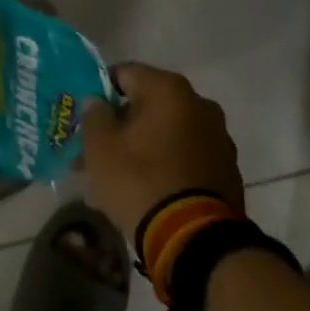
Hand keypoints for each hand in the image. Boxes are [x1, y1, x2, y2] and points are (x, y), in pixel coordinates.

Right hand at [80, 63, 245, 244]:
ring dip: (140, 147)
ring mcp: (217, 137)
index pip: (124, 73)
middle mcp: (199, 104)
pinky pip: (183, 157)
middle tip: (92, 151)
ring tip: (112, 178)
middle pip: (146, 105)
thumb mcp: (100, 147)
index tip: (83, 115)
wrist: (193, 236)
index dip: (99, 91)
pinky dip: (162, 165)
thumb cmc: (139, 180)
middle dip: (118, 126)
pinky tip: (141, 190)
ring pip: (165, 133)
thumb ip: (93, 115)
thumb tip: (97, 102)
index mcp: (168, 89)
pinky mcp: (226, 169)